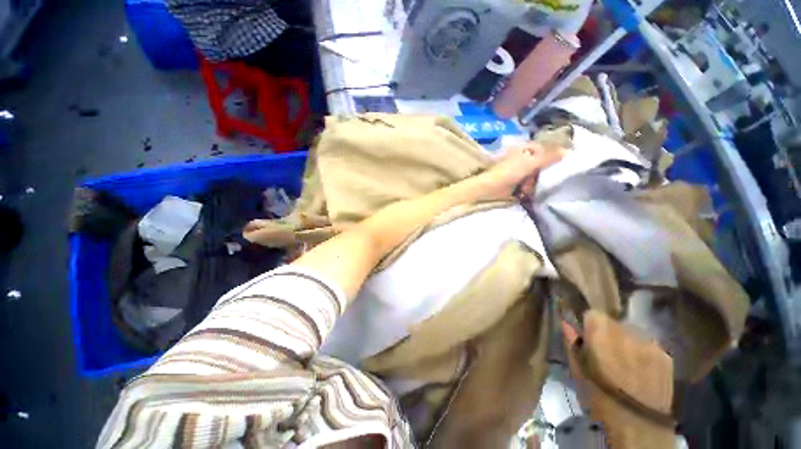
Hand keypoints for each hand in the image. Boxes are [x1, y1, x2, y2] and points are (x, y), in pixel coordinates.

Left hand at [481, 142, 567, 199]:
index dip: (551, 156)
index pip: (544, 149)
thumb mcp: (531, 162)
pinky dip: (527, 188)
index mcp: (524, 148)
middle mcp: (522, 158)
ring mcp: (518, 170)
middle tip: (537, 178)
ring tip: (526, 187)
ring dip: (532, 183)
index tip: (557, 164)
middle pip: (541, 164)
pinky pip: (528, 184)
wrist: (490, 187)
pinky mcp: (515, 182)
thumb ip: (549, 157)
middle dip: (540, 173)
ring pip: (535, 175)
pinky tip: (523, 192)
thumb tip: (567, 151)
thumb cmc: (509, 171)